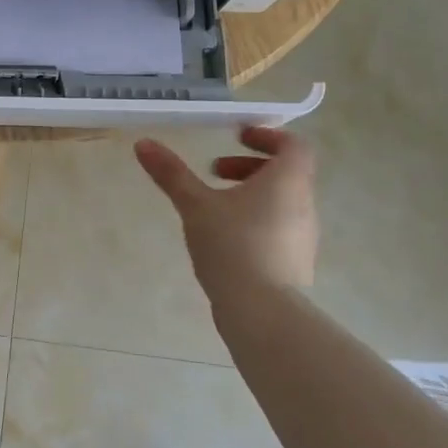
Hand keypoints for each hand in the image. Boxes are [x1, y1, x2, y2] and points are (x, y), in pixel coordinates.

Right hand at [134, 126, 317, 299]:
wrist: (262, 311)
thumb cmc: (233, 246)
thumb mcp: (196, 205)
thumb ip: (171, 174)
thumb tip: (143, 143)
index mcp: (288, 181)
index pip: (293, 145)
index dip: (267, 136)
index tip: (237, 137)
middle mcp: (304, 204)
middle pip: (286, 172)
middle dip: (249, 166)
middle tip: (214, 171)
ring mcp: (304, 237)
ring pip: (282, 201)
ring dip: (251, 194)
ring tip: (214, 206)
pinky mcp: (296, 262)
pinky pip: (279, 228)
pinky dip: (256, 220)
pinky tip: (226, 239)